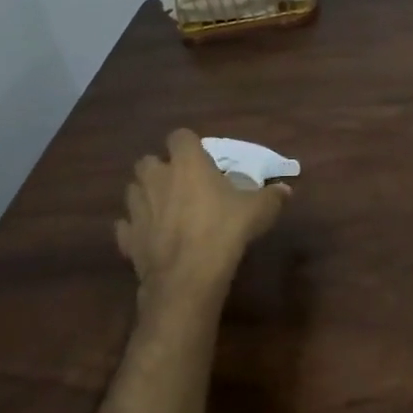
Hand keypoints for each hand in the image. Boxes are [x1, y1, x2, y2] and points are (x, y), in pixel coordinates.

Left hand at [115, 129, 291, 302]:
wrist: (189, 276)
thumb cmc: (225, 230)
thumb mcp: (259, 210)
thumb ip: (272, 196)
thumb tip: (286, 190)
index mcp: (187, 163)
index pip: (180, 136)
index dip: (189, 145)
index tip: (202, 159)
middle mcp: (157, 178)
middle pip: (148, 161)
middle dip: (161, 169)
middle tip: (182, 184)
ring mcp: (138, 208)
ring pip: (133, 190)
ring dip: (146, 195)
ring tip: (164, 209)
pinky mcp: (128, 237)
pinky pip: (127, 226)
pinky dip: (136, 228)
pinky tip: (151, 237)